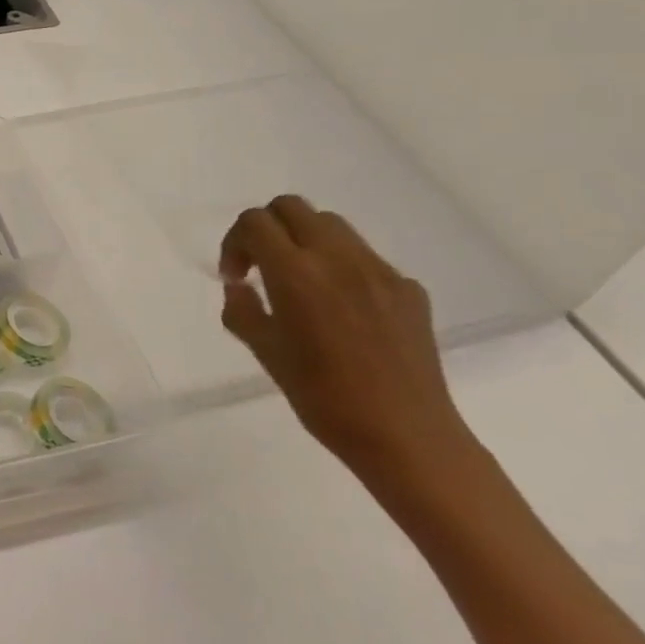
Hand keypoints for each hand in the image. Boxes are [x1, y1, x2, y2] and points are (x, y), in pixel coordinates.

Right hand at [218, 195, 471, 482]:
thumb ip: (242, 310)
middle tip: (261, 266)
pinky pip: (365, 258)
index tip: (236, 277)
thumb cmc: (323, 398)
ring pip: (331, 225)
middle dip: (267, 228)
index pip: (255, 222)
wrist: (406, 436)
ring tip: (301, 283)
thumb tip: (239, 287)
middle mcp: (338, 259)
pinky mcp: (409, 289)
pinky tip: (343, 310)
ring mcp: (379, 271)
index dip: (235, 241)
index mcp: (296, 273)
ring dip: (304, 240)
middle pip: (292, 207)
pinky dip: (341, 267)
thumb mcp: (265, 353)